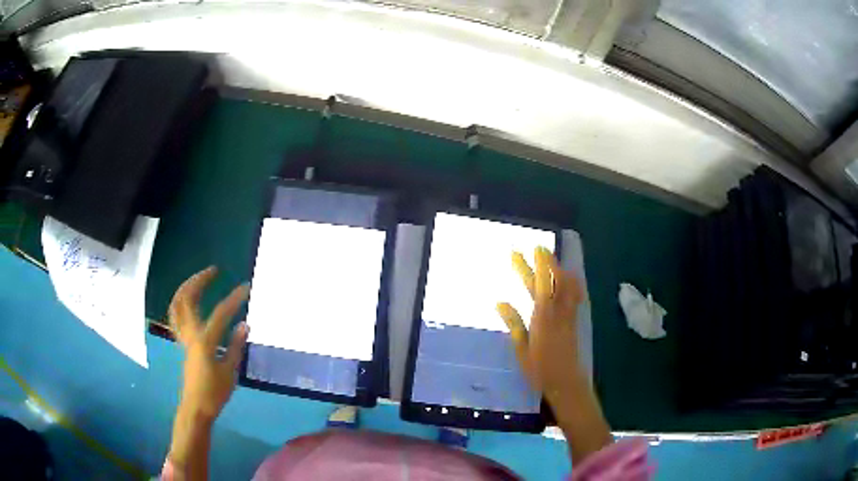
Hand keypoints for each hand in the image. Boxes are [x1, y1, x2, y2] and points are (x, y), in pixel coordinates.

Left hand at [168, 266, 249, 420]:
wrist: (196, 407)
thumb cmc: (215, 392)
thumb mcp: (230, 371)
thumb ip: (236, 346)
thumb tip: (245, 324)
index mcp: (204, 341)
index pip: (220, 313)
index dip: (233, 299)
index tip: (245, 287)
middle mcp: (190, 334)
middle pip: (187, 299)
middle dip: (198, 281)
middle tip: (212, 271)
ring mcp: (183, 337)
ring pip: (177, 305)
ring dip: (186, 288)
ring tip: (198, 279)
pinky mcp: (182, 343)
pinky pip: (176, 316)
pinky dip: (181, 303)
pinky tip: (189, 301)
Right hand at [498, 247, 611, 461]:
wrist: (566, 383)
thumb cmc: (539, 369)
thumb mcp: (521, 348)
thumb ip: (514, 324)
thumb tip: (500, 302)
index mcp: (542, 318)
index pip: (542, 285)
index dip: (539, 265)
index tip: (534, 249)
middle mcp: (558, 313)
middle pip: (554, 282)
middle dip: (545, 263)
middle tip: (537, 248)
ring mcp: (568, 316)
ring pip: (568, 287)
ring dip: (561, 270)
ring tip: (553, 259)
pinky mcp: (574, 321)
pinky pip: (575, 296)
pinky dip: (572, 284)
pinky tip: (569, 280)